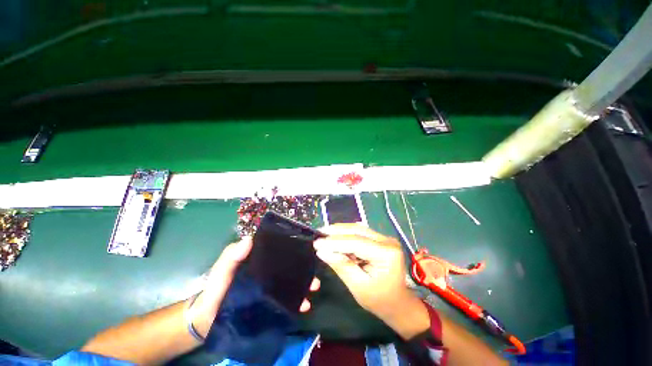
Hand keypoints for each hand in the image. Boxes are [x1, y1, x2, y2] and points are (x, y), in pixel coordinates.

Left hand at [190, 237, 320, 336]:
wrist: (209, 320)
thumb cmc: (216, 289)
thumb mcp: (222, 269)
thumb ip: (231, 255)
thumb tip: (249, 239)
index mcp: (260, 262)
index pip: (279, 252)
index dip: (293, 249)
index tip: (307, 248)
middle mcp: (269, 273)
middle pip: (290, 268)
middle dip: (304, 269)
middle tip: (314, 272)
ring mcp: (271, 290)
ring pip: (292, 284)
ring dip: (305, 285)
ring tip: (314, 287)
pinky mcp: (270, 305)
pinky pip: (287, 302)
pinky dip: (297, 303)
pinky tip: (305, 305)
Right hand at [314, 224, 429, 339]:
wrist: (398, 303)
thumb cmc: (379, 300)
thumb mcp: (358, 286)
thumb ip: (341, 265)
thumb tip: (322, 251)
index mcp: (386, 253)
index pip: (356, 242)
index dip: (335, 241)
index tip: (317, 243)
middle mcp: (387, 241)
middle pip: (357, 231)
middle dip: (336, 232)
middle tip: (319, 233)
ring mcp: (385, 238)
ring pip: (358, 229)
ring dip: (340, 231)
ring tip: (324, 233)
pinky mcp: (380, 239)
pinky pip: (361, 233)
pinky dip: (347, 234)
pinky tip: (336, 235)